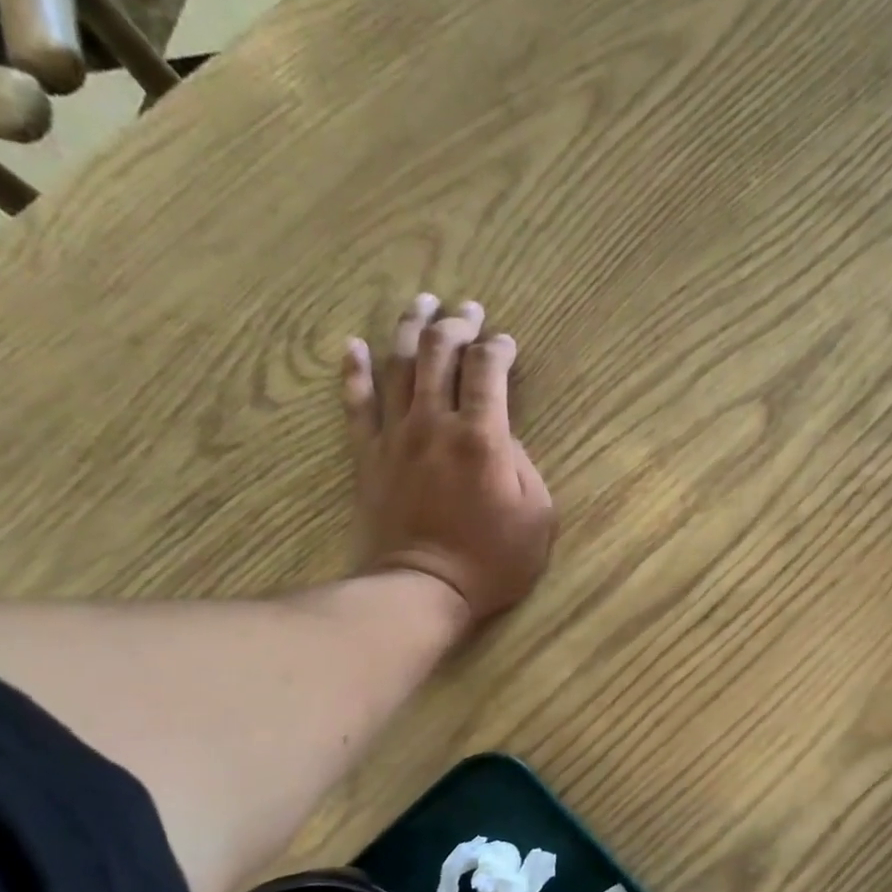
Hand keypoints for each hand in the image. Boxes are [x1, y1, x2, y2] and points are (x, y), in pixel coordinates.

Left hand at [344, 295, 555, 623]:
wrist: (423, 589)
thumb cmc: (491, 560)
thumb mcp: (536, 515)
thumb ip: (523, 464)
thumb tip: (502, 433)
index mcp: (481, 437)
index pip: (488, 371)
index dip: (499, 348)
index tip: (507, 343)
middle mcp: (436, 423)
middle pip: (440, 354)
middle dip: (456, 324)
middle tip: (467, 309)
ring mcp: (396, 436)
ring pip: (399, 366)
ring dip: (410, 328)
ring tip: (420, 302)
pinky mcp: (368, 456)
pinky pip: (357, 404)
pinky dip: (355, 371)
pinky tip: (354, 345)